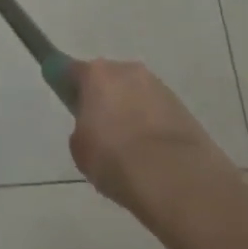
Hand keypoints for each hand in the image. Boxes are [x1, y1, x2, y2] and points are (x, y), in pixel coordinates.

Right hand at [69, 59, 234, 217]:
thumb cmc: (116, 160)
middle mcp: (126, 70)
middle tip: (101, 133)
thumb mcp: (81, 150)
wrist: (176, 179)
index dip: (66, 83)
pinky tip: (152, 156)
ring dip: (130, 112)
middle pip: (107, 80)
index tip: (67, 98)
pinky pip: (157, 112)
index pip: (70, 69)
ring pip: (134, 95)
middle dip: (104, 99)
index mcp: (96, 74)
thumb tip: (93, 127)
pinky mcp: (181, 106)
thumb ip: (81, 130)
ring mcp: (157, 86)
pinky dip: (152, 126)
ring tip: (132, 151)